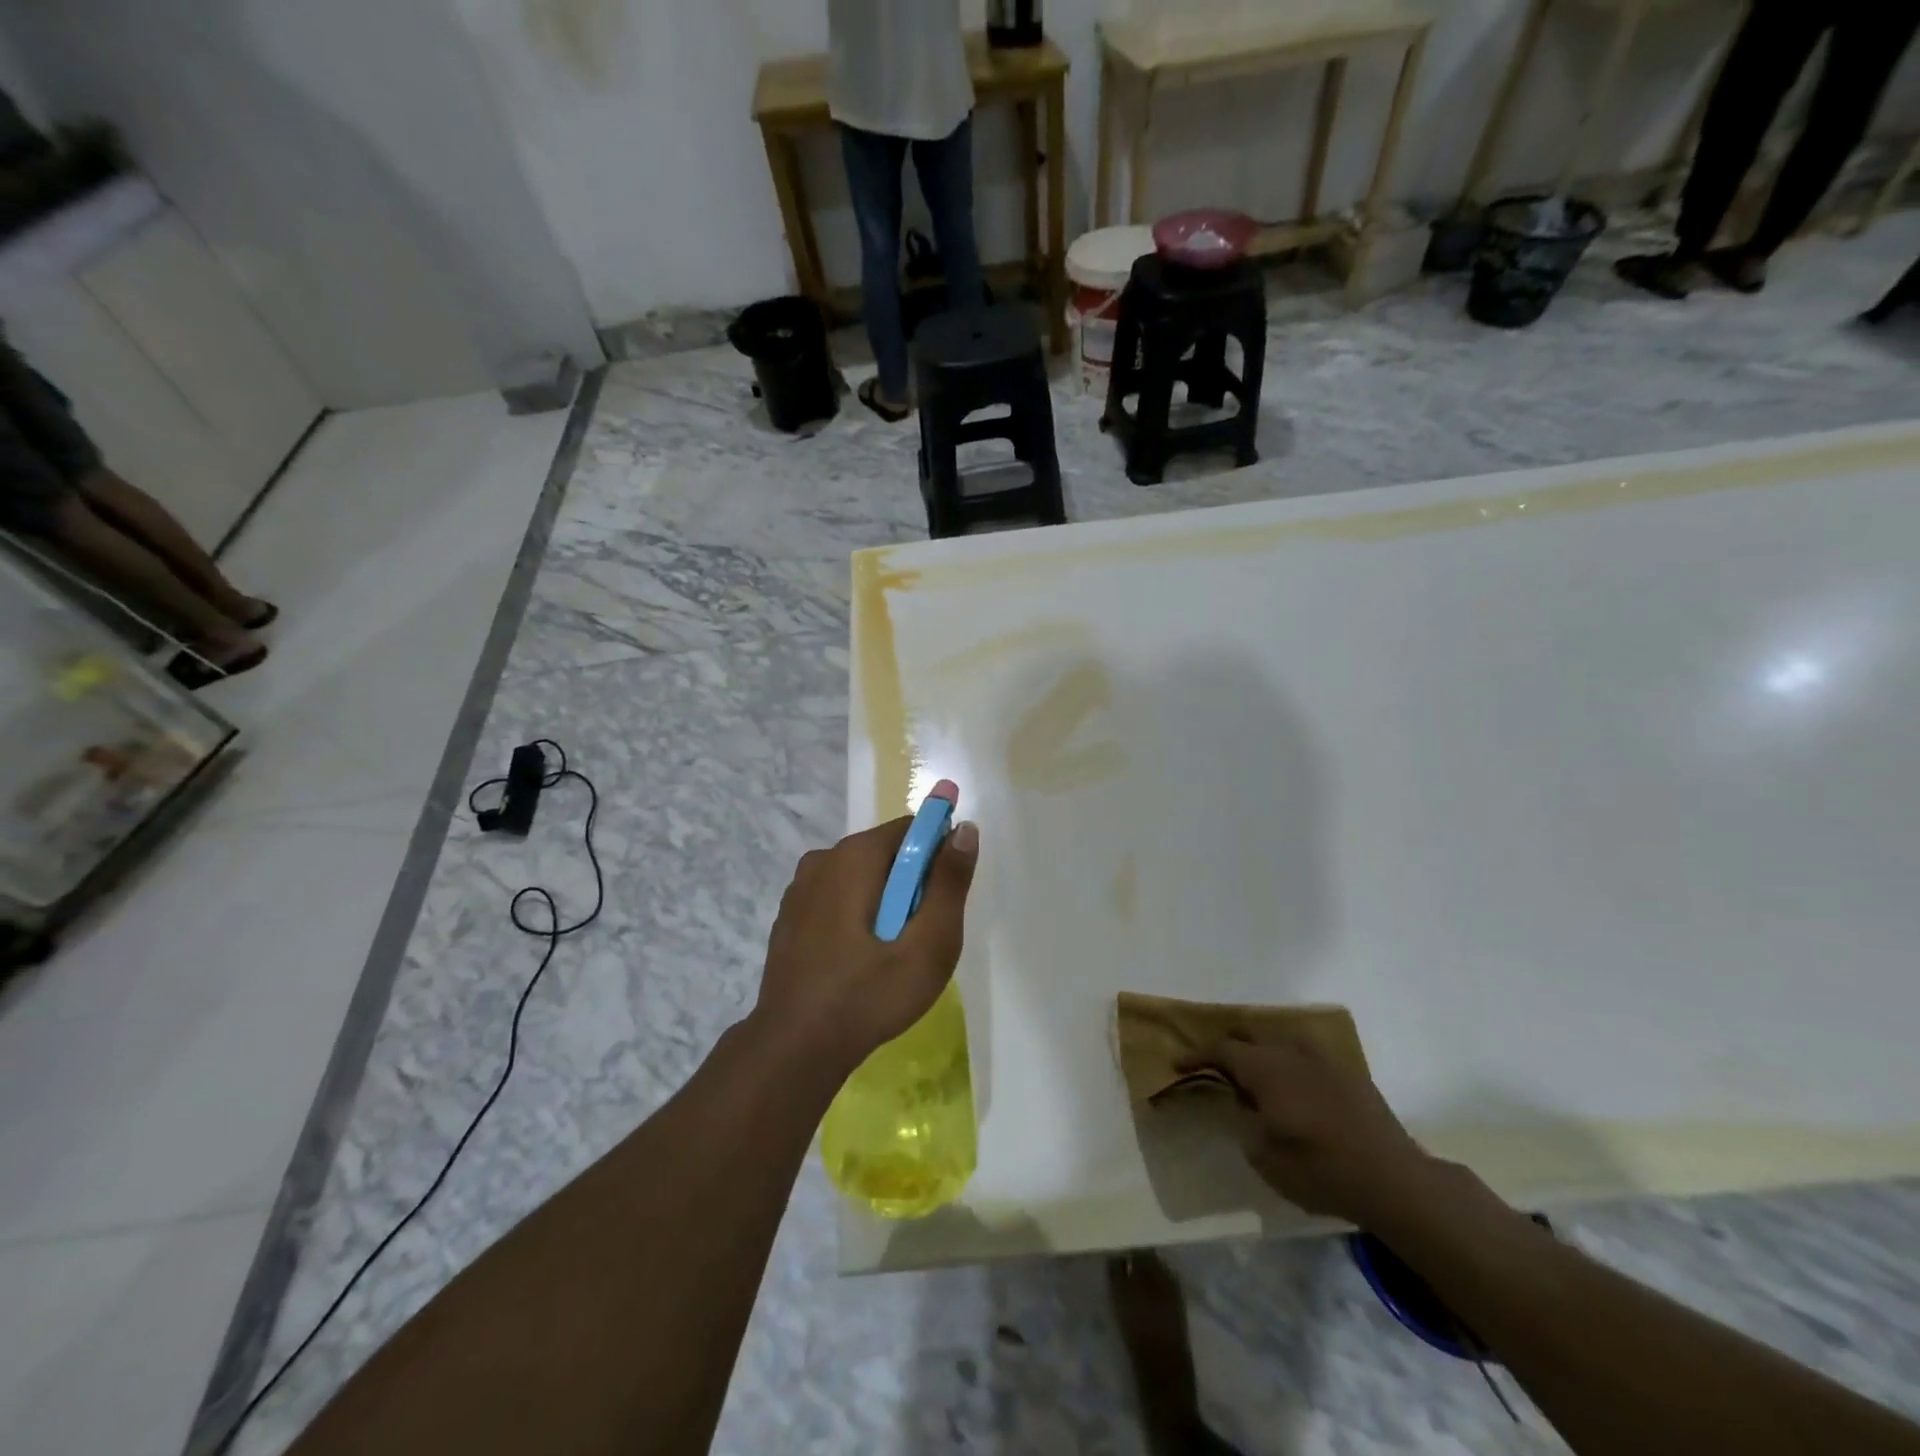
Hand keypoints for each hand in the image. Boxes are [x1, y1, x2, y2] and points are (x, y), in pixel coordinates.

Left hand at [755, 813, 979, 1075]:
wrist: (795, 1048)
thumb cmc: (870, 994)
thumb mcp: (929, 944)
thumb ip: (949, 882)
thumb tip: (964, 828)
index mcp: (854, 855)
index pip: (911, 829)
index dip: (937, 856)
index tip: (944, 900)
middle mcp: (822, 858)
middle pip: (886, 853)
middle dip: (911, 884)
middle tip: (920, 937)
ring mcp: (800, 888)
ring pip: (861, 878)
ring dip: (884, 902)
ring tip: (890, 955)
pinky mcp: (789, 916)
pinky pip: (837, 899)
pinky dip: (856, 916)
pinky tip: (858, 961)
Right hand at [1198, 1034, 1431, 1229]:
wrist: (1394, 1180)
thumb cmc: (1321, 1171)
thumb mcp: (1265, 1158)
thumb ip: (1245, 1122)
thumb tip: (1244, 1103)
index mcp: (1265, 1069)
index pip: (1221, 1050)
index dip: (1197, 1055)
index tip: (1179, 1064)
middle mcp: (1290, 1052)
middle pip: (1249, 1035)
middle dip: (1228, 1047)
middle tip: (1215, 1067)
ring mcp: (1323, 1058)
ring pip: (1280, 1039)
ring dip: (1260, 1050)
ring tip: (1254, 1072)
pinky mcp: (1348, 1071)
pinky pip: (1306, 1052)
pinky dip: (1289, 1060)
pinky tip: (1293, 1082)